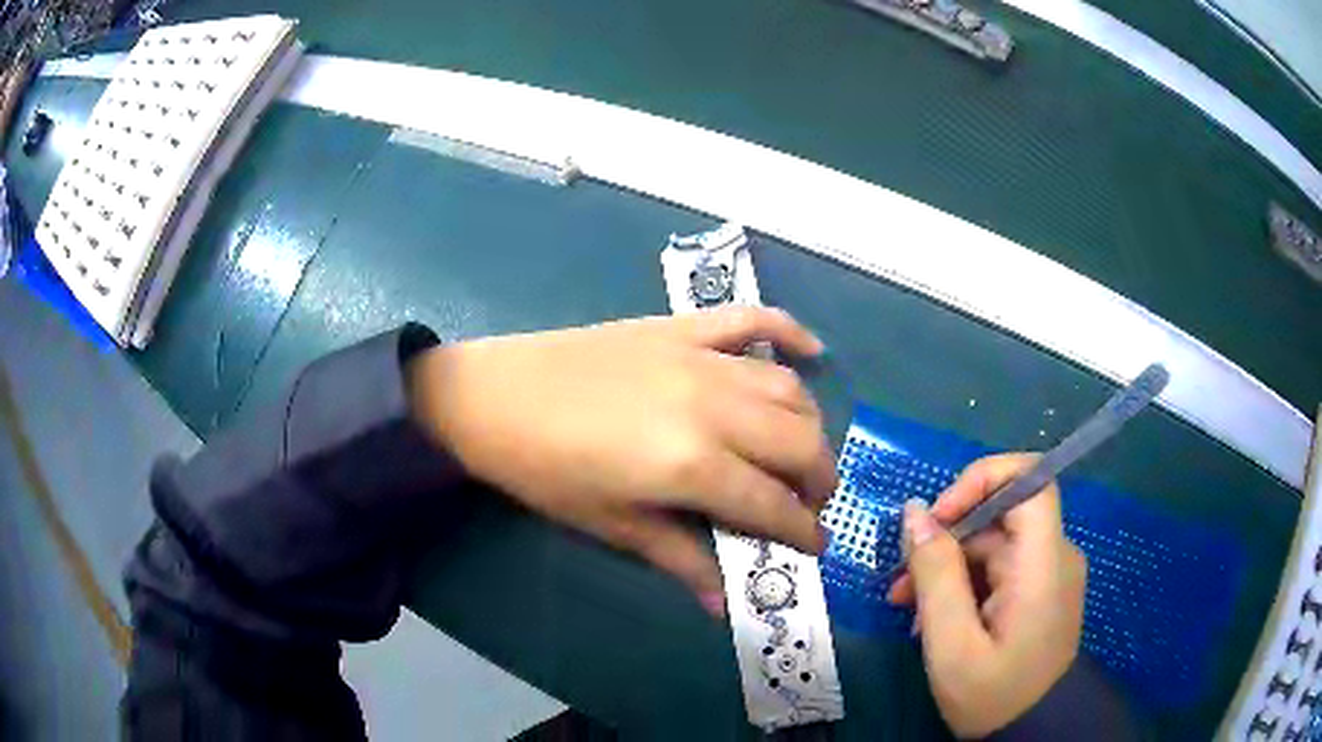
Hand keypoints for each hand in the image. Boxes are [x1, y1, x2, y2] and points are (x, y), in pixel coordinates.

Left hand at [406, 307, 835, 616]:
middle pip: (800, 442)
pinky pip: (751, 318)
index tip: (816, 547)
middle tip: (808, 505)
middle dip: (820, 480)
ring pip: (787, 388)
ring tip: (800, 453)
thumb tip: (724, 604)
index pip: (772, 504)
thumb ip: (680, 559)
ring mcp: (700, 358)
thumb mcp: (611, 525)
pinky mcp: (682, 327)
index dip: (802, 531)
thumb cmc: (545, 471)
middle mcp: (713, 407)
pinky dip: (790, 331)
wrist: (493, 397)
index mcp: (692, 465)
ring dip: (810, 425)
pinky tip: (812, 352)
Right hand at [887, 454, 1086, 737]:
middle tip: (901, 585)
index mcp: (1044, 563)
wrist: (1032, 732)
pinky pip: (998, 569)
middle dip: (946, 541)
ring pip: (993, 545)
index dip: (981, 480)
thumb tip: (914, 513)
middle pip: (1000, 517)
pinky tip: (935, 619)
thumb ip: (936, 576)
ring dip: (948, 568)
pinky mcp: (1038, 591)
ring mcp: (1048, 574)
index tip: (936, 519)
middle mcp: (1054, 556)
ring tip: (909, 610)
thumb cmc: (993, 696)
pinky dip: (964, 584)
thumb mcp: (952, 645)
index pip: (1029, 479)